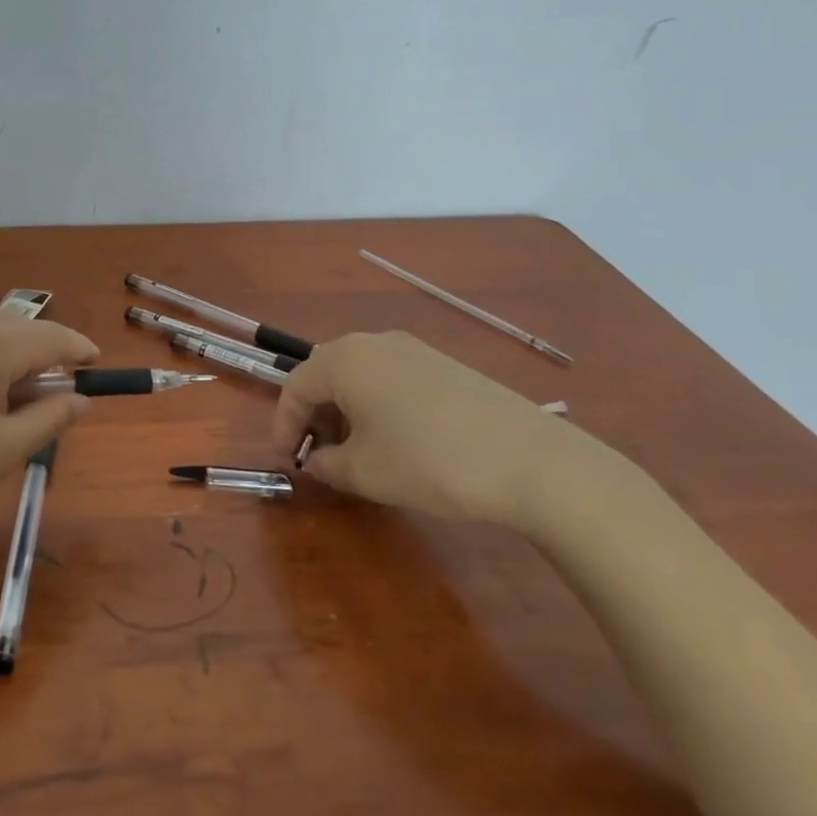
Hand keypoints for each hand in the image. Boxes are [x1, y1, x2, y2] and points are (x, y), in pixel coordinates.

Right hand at [270, 331, 585, 524]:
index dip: (284, 426)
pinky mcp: (443, 365)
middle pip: (326, 375)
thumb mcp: (365, 472)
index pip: (295, 387)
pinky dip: (377, 405)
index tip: (286, 460)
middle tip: (317, 456)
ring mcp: (413, 350)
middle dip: (314, 416)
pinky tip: (395, 440)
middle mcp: (373, 343)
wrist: (532, 460)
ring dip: (345, 411)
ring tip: (355, 452)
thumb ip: (327, 465)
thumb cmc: (429, 462)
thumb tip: (316, 461)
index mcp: (344, 360)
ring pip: (360, 376)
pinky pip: (391, 378)